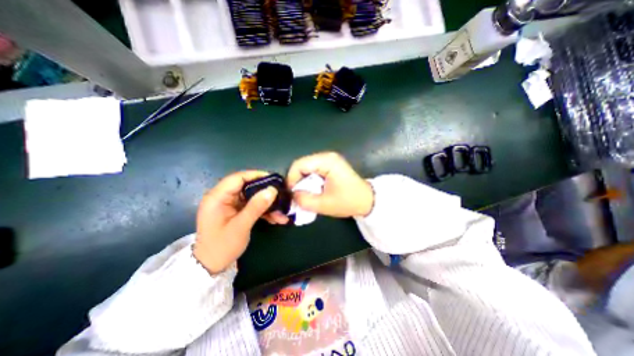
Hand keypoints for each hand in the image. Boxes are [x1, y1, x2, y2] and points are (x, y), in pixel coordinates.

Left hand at [194, 171, 288, 273]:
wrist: (210, 267)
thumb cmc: (221, 246)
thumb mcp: (240, 226)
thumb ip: (256, 207)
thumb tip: (272, 190)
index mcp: (217, 197)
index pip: (238, 178)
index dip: (256, 176)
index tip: (274, 180)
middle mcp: (223, 197)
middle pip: (247, 187)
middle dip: (265, 193)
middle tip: (281, 196)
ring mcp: (230, 205)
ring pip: (252, 198)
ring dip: (267, 205)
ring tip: (282, 213)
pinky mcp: (236, 211)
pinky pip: (252, 206)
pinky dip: (263, 211)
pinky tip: (276, 218)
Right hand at [290, 152, 375, 218]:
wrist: (367, 200)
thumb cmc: (348, 202)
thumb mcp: (324, 205)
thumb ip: (303, 200)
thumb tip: (291, 195)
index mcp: (327, 161)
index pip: (299, 164)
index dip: (291, 179)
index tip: (290, 193)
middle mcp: (327, 156)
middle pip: (302, 164)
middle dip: (297, 181)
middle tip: (296, 195)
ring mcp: (329, 160)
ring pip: (307, 168)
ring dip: (303, 181)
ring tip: (304, 194)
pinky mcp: (331, 165)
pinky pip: (313, 170)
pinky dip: (310, 180)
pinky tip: (312, 190)